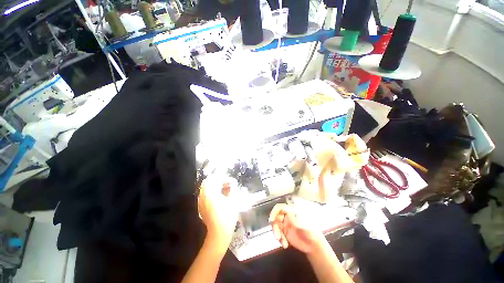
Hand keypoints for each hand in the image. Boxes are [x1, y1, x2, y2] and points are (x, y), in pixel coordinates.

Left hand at [198, 175, 239, 249]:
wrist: (219, 233)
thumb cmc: (227, 216)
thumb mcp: (233, 200)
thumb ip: (232, 189)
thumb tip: (232, 183)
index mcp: (211, 192)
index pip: (215, 178)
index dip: (224, 178)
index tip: (231, 182)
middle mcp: (203, 195)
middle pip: (208, 181)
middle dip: (218, 180)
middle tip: (227, 184)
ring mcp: (200, 201)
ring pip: (205, 187)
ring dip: (214, 186)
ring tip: (224, 190)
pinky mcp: (200, 207)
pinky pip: (204, 194)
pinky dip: (211, 192)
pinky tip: (218, 197)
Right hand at [269, 204, 324, 253]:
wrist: (314, 246)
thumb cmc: (311, 232)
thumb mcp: (302, 224)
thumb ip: (292, 217)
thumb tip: (283, 209)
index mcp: (292, 211)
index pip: (280, 207)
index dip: (274, 212)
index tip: (272, 220)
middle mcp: (287, 216)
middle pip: (276, 217)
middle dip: (275, 226)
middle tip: (276, 234)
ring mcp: (285, 224)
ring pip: (275, 225)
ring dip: (277, 233)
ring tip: (282, 241)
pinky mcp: (284, 232)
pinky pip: (278, 233)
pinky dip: (280, 239)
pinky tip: (285, 244)